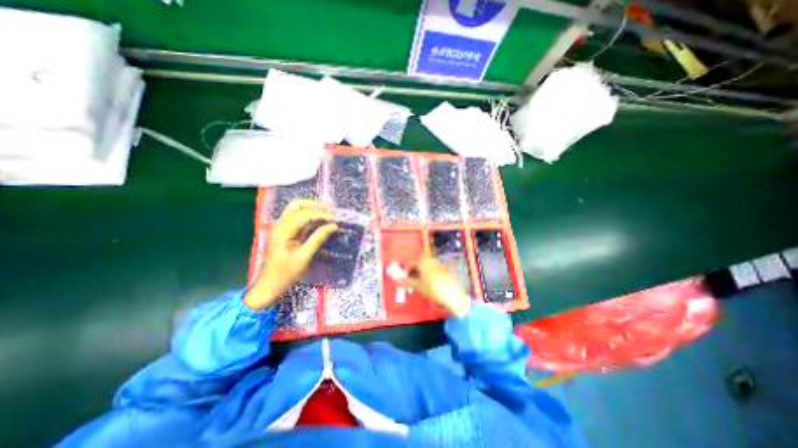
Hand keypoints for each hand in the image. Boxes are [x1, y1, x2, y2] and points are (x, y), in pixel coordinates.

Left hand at [246, 201, 338, 308]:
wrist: (270, 284)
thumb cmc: (286, 273)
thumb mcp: (304, 256)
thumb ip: (318, 238)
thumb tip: (333, 226)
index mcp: (283, 230)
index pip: (304, 214)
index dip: (321, 214)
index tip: (336, 219)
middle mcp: (280, 224)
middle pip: (298, 206)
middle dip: (316, 206)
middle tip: (332, 211)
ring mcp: (281, 227)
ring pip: (297, 209)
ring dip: (313, 208)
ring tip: (329, 213)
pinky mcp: (285, 231)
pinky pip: (298, 218)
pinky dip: (310, 216)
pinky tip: (321, 220)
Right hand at [402, 255, 467, 316]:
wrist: (453, 293)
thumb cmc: (433, 288)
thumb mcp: (418, 286)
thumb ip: (407, 282)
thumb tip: (397, 280)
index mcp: (423, 261)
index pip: (410, 263)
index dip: (406, 272)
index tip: (405, 280)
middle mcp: (431, 259)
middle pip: (419, 264)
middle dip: (414, 273)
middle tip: (412, 283)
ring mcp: (440, 263)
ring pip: (427, 267)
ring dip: (421, 274)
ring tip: (420, 285)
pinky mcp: (446, 269)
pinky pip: (434, 270)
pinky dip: (430, 275)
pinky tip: (431, 285)